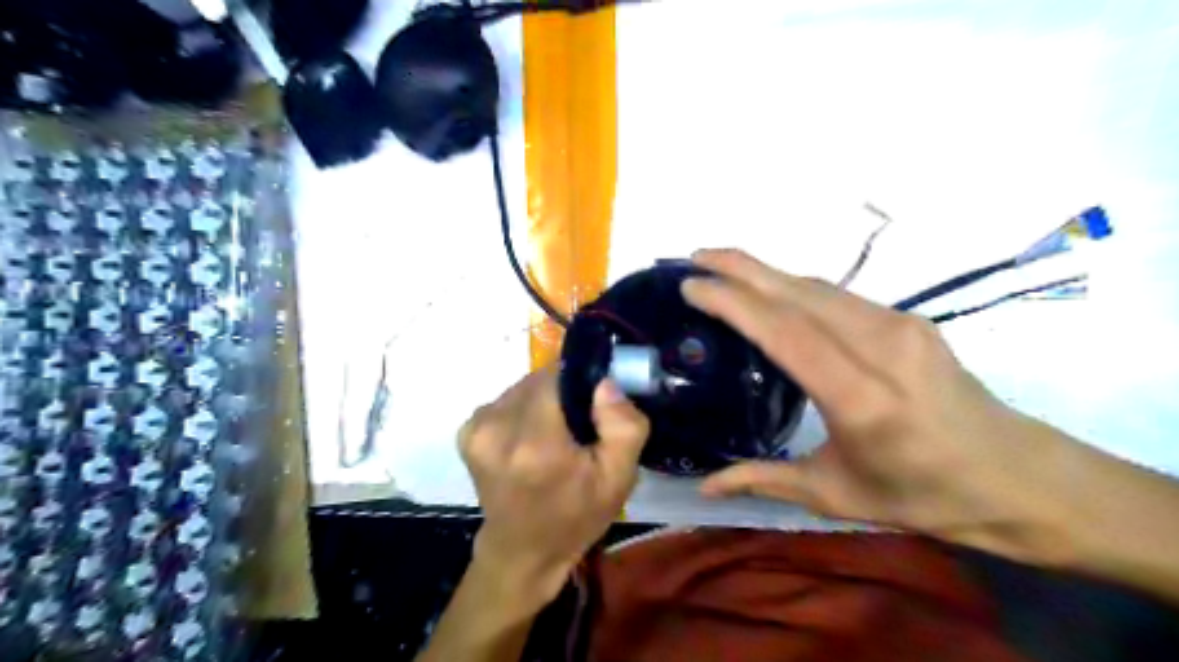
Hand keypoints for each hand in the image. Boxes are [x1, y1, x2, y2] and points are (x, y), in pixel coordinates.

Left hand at [457, 370, 642, 607]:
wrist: (523, 552)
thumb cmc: (576, 517)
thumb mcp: (618, 479)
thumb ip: (624, 426)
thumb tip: (605, 382)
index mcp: (537, 443)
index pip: (558, 375)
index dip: (579, 383)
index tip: (592, 408)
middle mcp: (498, 428)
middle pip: (540, 380)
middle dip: (563, 393)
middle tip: (577, 426)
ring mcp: (476, 429)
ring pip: (523, 387)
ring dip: (542, 401)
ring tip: (553, 435)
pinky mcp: (467, 431)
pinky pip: (506, 400)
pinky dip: (522, 411)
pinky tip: (529, 440)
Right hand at [684, 250, 1084, 565]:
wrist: (1019, 477)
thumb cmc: (925, 495)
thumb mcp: (836, 496)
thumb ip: (764, 480)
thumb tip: (703, 484)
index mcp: (862, 398)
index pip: (785, 332)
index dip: (735, 303)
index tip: (692, 286)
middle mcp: (882, 348)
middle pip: (799, 293)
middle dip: (742, 267)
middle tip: (695, 256)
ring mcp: (901, 327)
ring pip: (818, 286)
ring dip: (766, 270)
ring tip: (723, 268)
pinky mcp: (909, 320)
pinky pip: (838, 295)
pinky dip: (794, 286)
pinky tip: (772, 291)